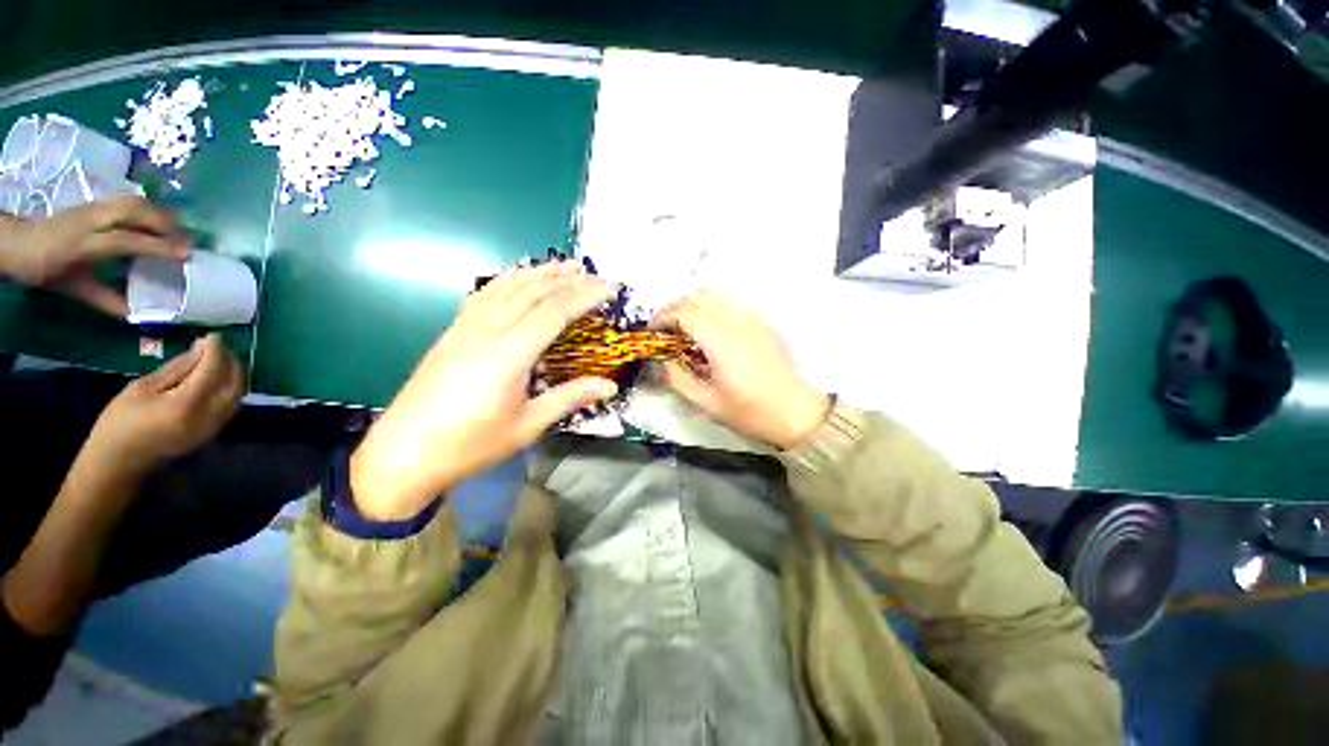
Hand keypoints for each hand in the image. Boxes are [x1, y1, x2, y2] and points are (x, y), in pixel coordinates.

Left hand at [0, 197, 188, 316]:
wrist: (16, 244)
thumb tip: (135, 313)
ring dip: (158, 213)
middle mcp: (90, 219)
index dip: (158, 247)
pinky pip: (127, 201)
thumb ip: (104, 299)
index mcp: (84, 243)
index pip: (127, 241)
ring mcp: (92, 207)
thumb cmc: (46, 270)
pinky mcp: (94, 204)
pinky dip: (147, 208)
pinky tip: (156, 220)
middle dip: (164, 223)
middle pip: (134, 211)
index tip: (186, 256)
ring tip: (176, 229)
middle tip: (186, 240)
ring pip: (133, 202)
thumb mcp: (74, 289)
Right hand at [79, 334, 243, 481]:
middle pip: (234, 383)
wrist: (119, 462)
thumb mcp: (142, 388)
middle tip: (217, 347)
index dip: (216, 351)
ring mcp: (214, 427)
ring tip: (218, 359)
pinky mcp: (213, 432)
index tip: (212, 337)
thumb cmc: (120, 422)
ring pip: (237, 395)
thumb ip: (176, 369)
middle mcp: (208, 416)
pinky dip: (229, 388)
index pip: (212, 371)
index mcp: (186, 405)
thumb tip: (201, 350)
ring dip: (233, 374)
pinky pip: (231, 405)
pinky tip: (216, 377)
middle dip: (231, 361)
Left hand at [350, 263, 618, 520]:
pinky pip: (484, 295)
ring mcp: (466, 328)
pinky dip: (507, 280)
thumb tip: (610, 387)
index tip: (610, 288)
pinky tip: (518, 275)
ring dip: (538, 273)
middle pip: (532, 293)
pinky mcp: (452, 332)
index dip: (585, 296)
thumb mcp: (528, 425)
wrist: (404, 454)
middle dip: (566, 279)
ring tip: (564, 265)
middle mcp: (487, 332)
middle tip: (594, 273)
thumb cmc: (470, 445)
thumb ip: (570, 398)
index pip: (554, 313)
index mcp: (509, 356)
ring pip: (507, 288)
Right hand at [652, 291, 830, 449]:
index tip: (653, 331)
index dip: (663, 317)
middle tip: (665, 328)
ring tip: (685, 325)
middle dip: (675, 307)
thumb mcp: (707, 404)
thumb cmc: (751, 412)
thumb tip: (658, 361)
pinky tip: (711, 329)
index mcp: (722, 343)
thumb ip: (677, 379)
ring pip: (717, 294)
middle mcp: (738, 322)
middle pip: (699, 297)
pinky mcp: (763, 322)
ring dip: (694, 303)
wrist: (796, 412)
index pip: (686, 313)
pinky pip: (732, 303)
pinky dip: (713, 307)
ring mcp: (754, 319)